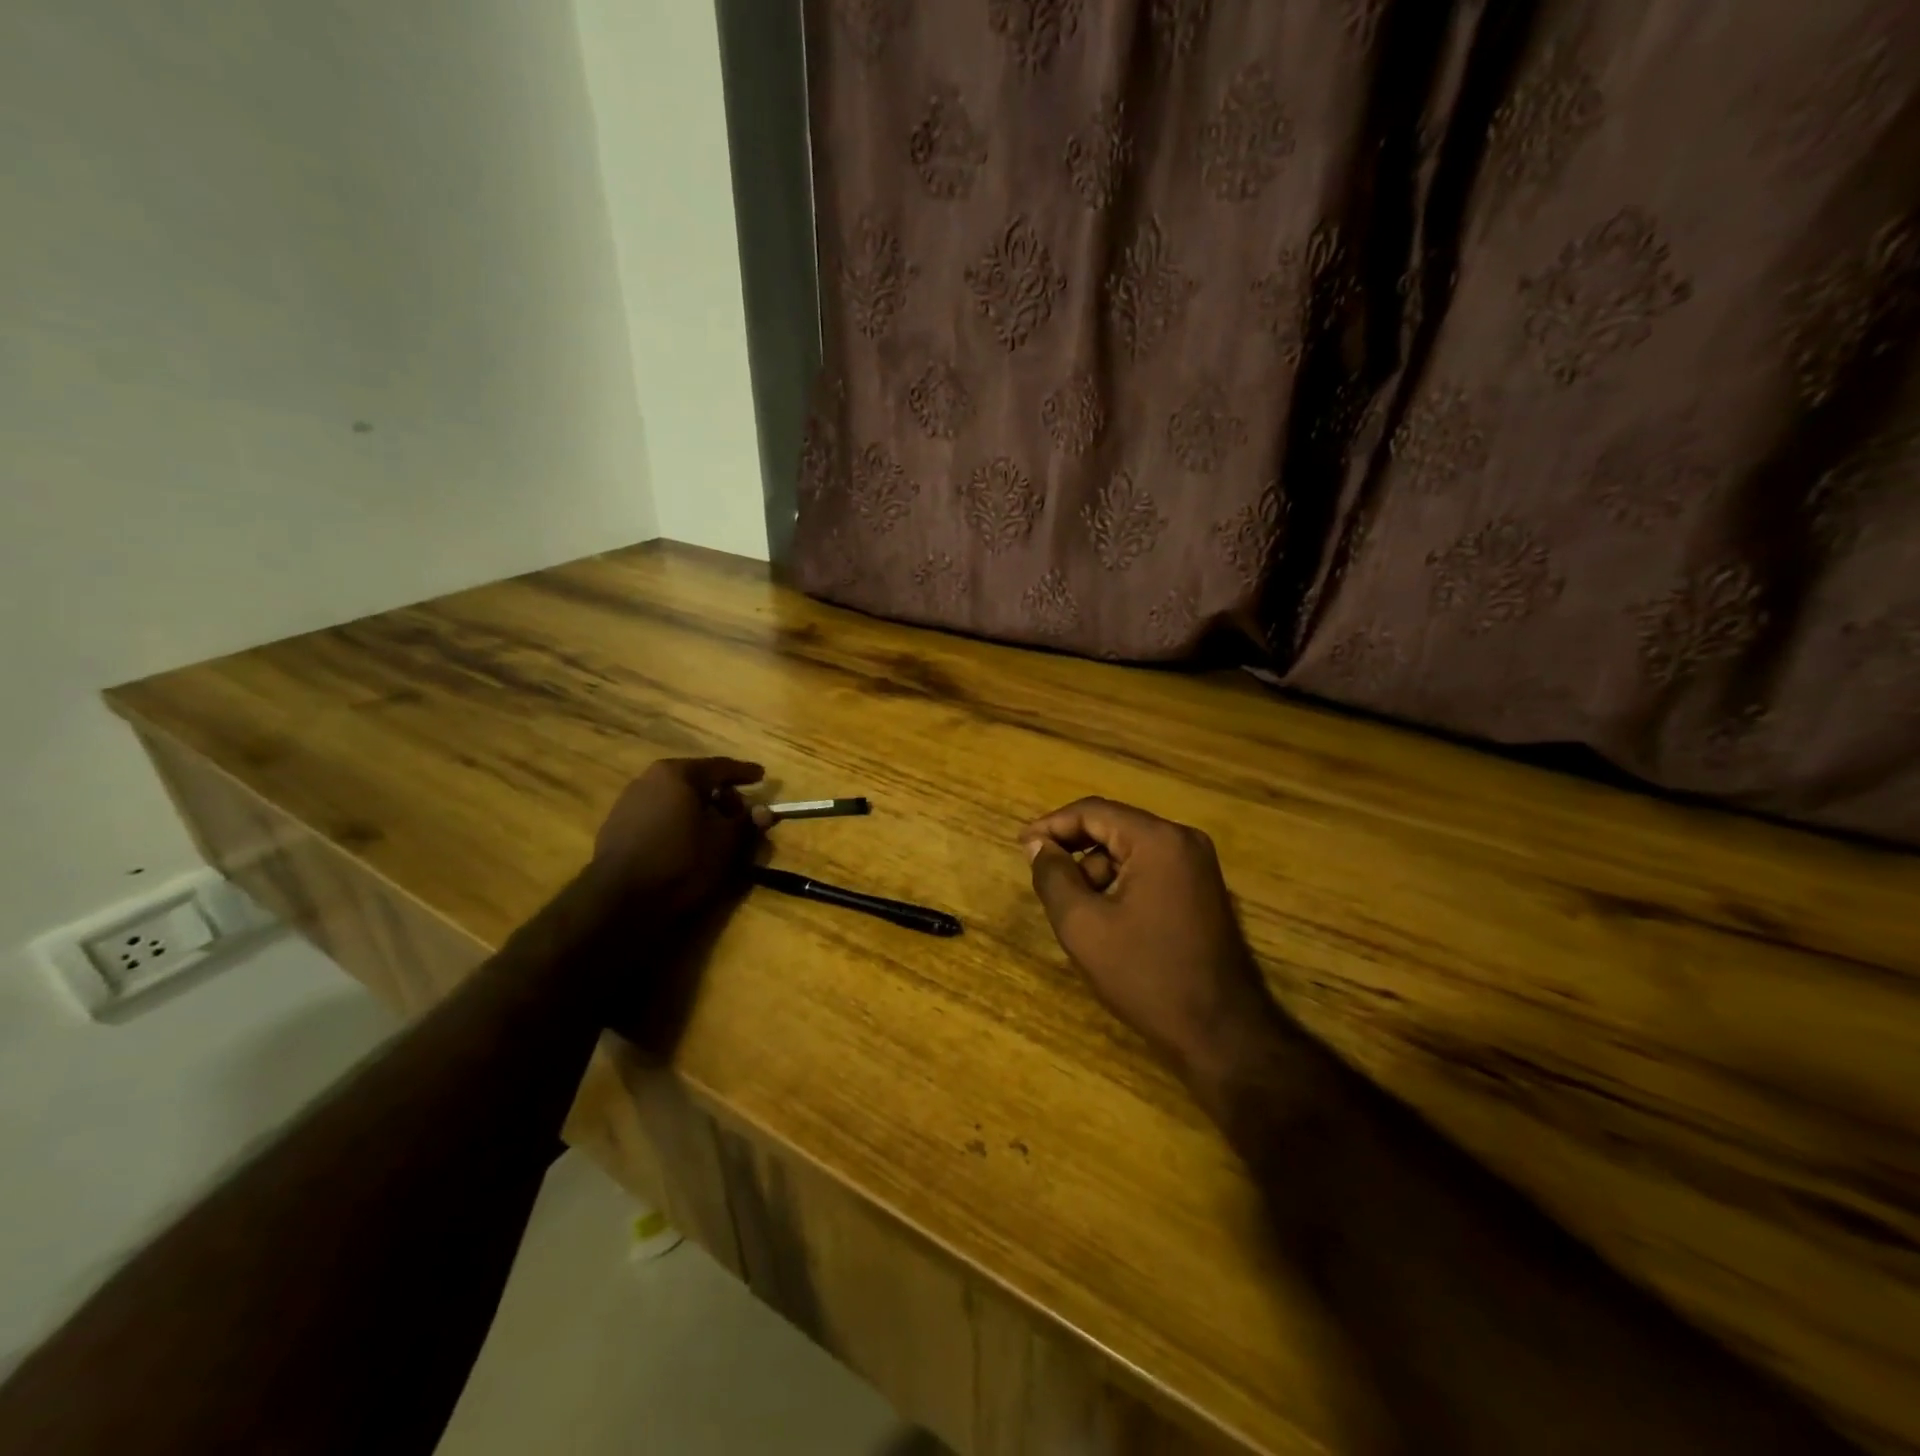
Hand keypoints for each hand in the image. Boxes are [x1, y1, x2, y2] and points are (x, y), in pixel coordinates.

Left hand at [594, 757, 771, 919]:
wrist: (619, 902)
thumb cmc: (681, 863)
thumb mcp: (725, 844)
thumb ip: (746, 823)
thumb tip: (765, 812)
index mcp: (677, 774)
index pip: (720, 766)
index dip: (744, 772)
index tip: (762, 777)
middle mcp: (649, 780)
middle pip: (695, 780)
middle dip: (720, 794)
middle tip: (739, 812)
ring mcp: (628, 802)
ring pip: (674, 798)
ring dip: (697, 809)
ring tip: (714, 830)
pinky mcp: (616, 827)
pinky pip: (657, 815)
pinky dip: (677, 821)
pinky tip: (685, 842)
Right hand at [1022, 798, 1280, 1089]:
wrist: (1220, 1034)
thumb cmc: (1146, 976)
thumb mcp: (1083, 926)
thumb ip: (1053, 877)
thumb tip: (1038, 845)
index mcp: (1158, 840)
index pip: (1093, 811)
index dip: (1052, 825)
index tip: (1021, 846)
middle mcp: (1184, 840)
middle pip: (1114, 827)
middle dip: (1074, 850)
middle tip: (1042, 877)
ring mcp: (1198, 866)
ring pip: (1130, 850)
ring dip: (1097, 871)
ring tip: (1076, 912)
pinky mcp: (1202, 890)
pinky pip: (1149, 870)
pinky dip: (1120, 884)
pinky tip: (1107, 920)